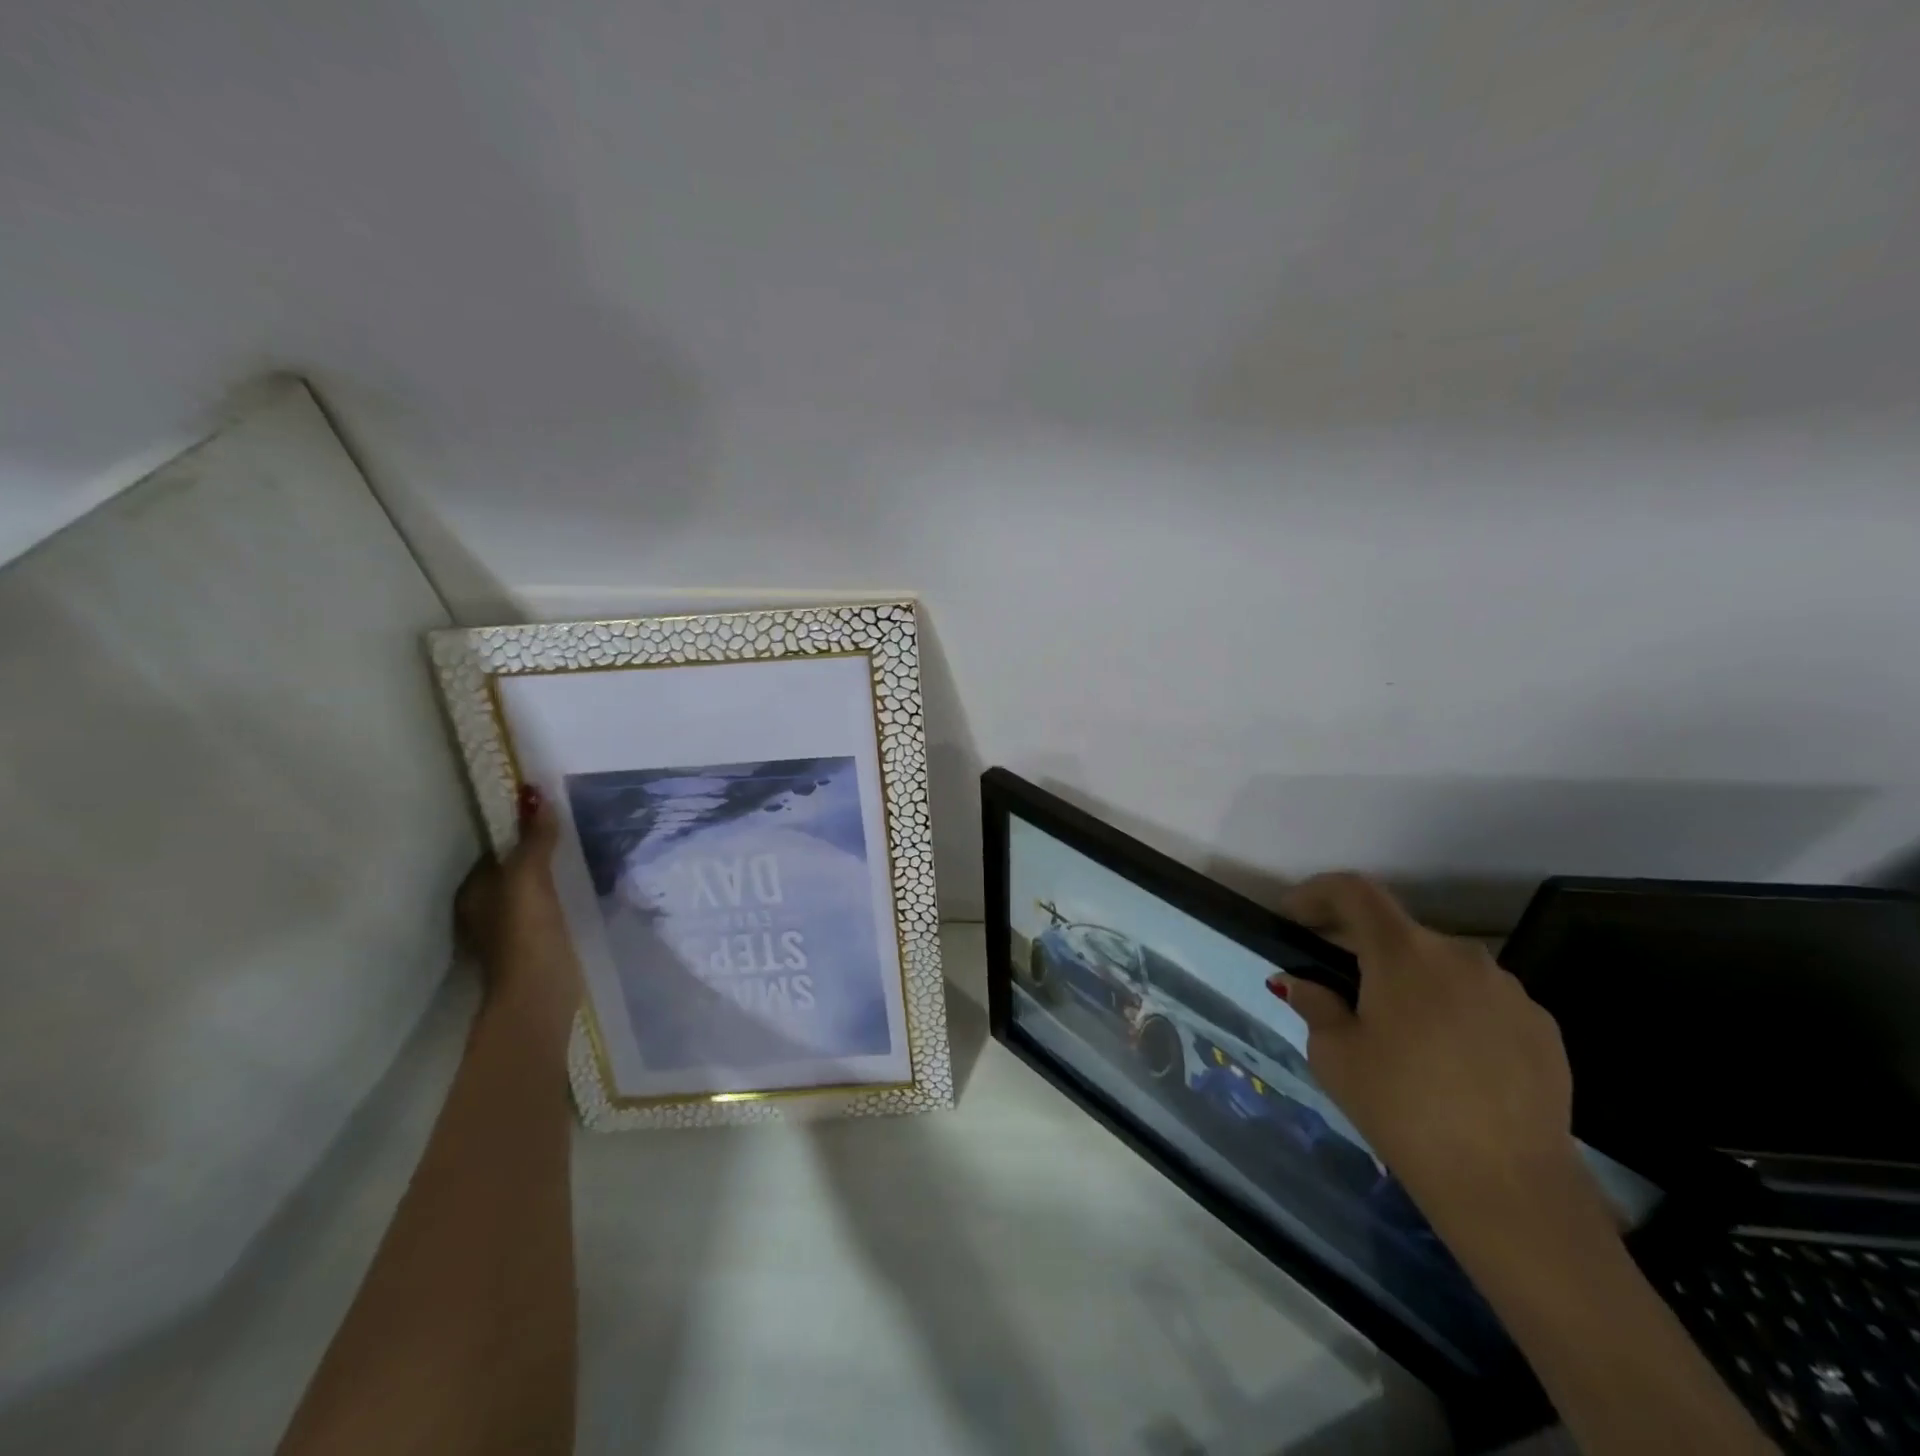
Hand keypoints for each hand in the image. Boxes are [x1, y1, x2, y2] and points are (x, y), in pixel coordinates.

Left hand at [455, 785, 579, 1046]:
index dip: (516, 831)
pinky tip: (580, 888)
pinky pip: (545, 908)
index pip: (492, 851)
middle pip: (510, 870)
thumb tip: (537, 795)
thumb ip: (535, 840)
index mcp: (471, 893)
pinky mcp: (534, 946)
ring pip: (528, 890)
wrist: (540, 995)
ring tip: (581, 852)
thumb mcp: (530, 879)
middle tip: (571, 828)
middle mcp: (482, 911)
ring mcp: (507, 932)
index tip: (547, 812)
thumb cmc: (526, 934)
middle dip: (535, 852)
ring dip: (549, 874)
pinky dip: (558, 896)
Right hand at [1274, 874, 1602, 1246]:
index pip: (1354, 892)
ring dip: (1410, 981)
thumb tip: (1302, 983)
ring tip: (1397, 1032)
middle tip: (1338, 986)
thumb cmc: (1403, 1110)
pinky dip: (1452, 1010)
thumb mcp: (1335, 1056)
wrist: (1511, 1189)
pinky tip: (1447, 1060)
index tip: (1294, 917)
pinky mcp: (1543, 1026)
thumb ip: (1315, 1004)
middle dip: (1362, 948)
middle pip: (1398, 932)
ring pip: (1442, 967)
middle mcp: (1461, 955)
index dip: (1317, 893)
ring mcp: (1510, 989)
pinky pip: (1481, 999)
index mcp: (1404, 953)